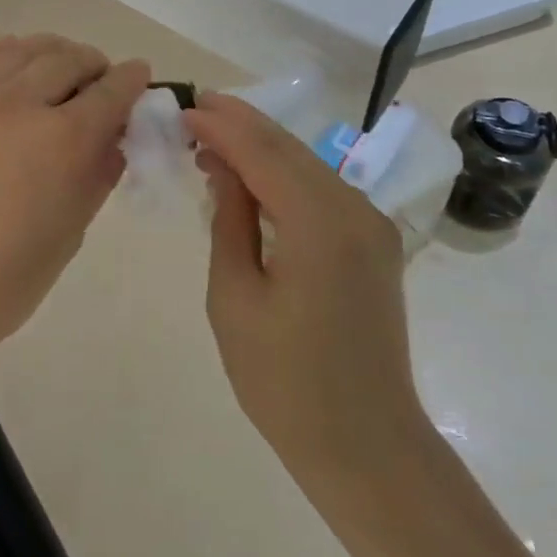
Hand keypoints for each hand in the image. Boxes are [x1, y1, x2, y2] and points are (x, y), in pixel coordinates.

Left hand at [0, 35, 150, 371]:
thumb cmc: (4, 280)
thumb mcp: (70, 231)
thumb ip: (97, 174)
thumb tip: (113, 139)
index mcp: (62, 141)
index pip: (110, 91)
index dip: (131, 79)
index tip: (139, 74)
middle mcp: (19, 104)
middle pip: (69, 60)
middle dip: (94, 66)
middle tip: (99, 82)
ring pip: (24, 49)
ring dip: (53, 53)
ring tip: (59, 69)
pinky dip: (10, 55)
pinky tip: (15, 68)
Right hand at [186, 94, 428, 489]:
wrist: (367, 448)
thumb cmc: (285, 382)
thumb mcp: (235, 298)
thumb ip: (230, 220)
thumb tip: (224, 167)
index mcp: (320, 223)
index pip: (262, 152)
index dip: (220, 126)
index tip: (182, 108)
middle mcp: (354, 209)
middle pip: (289, 148)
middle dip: (240, 123)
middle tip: (195, 108)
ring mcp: (370, 224)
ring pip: (307, 164)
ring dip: (261, 147)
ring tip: (212, 138)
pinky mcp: (373, 241)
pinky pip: (321, 190)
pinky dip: (283, 174)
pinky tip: (251, 177)